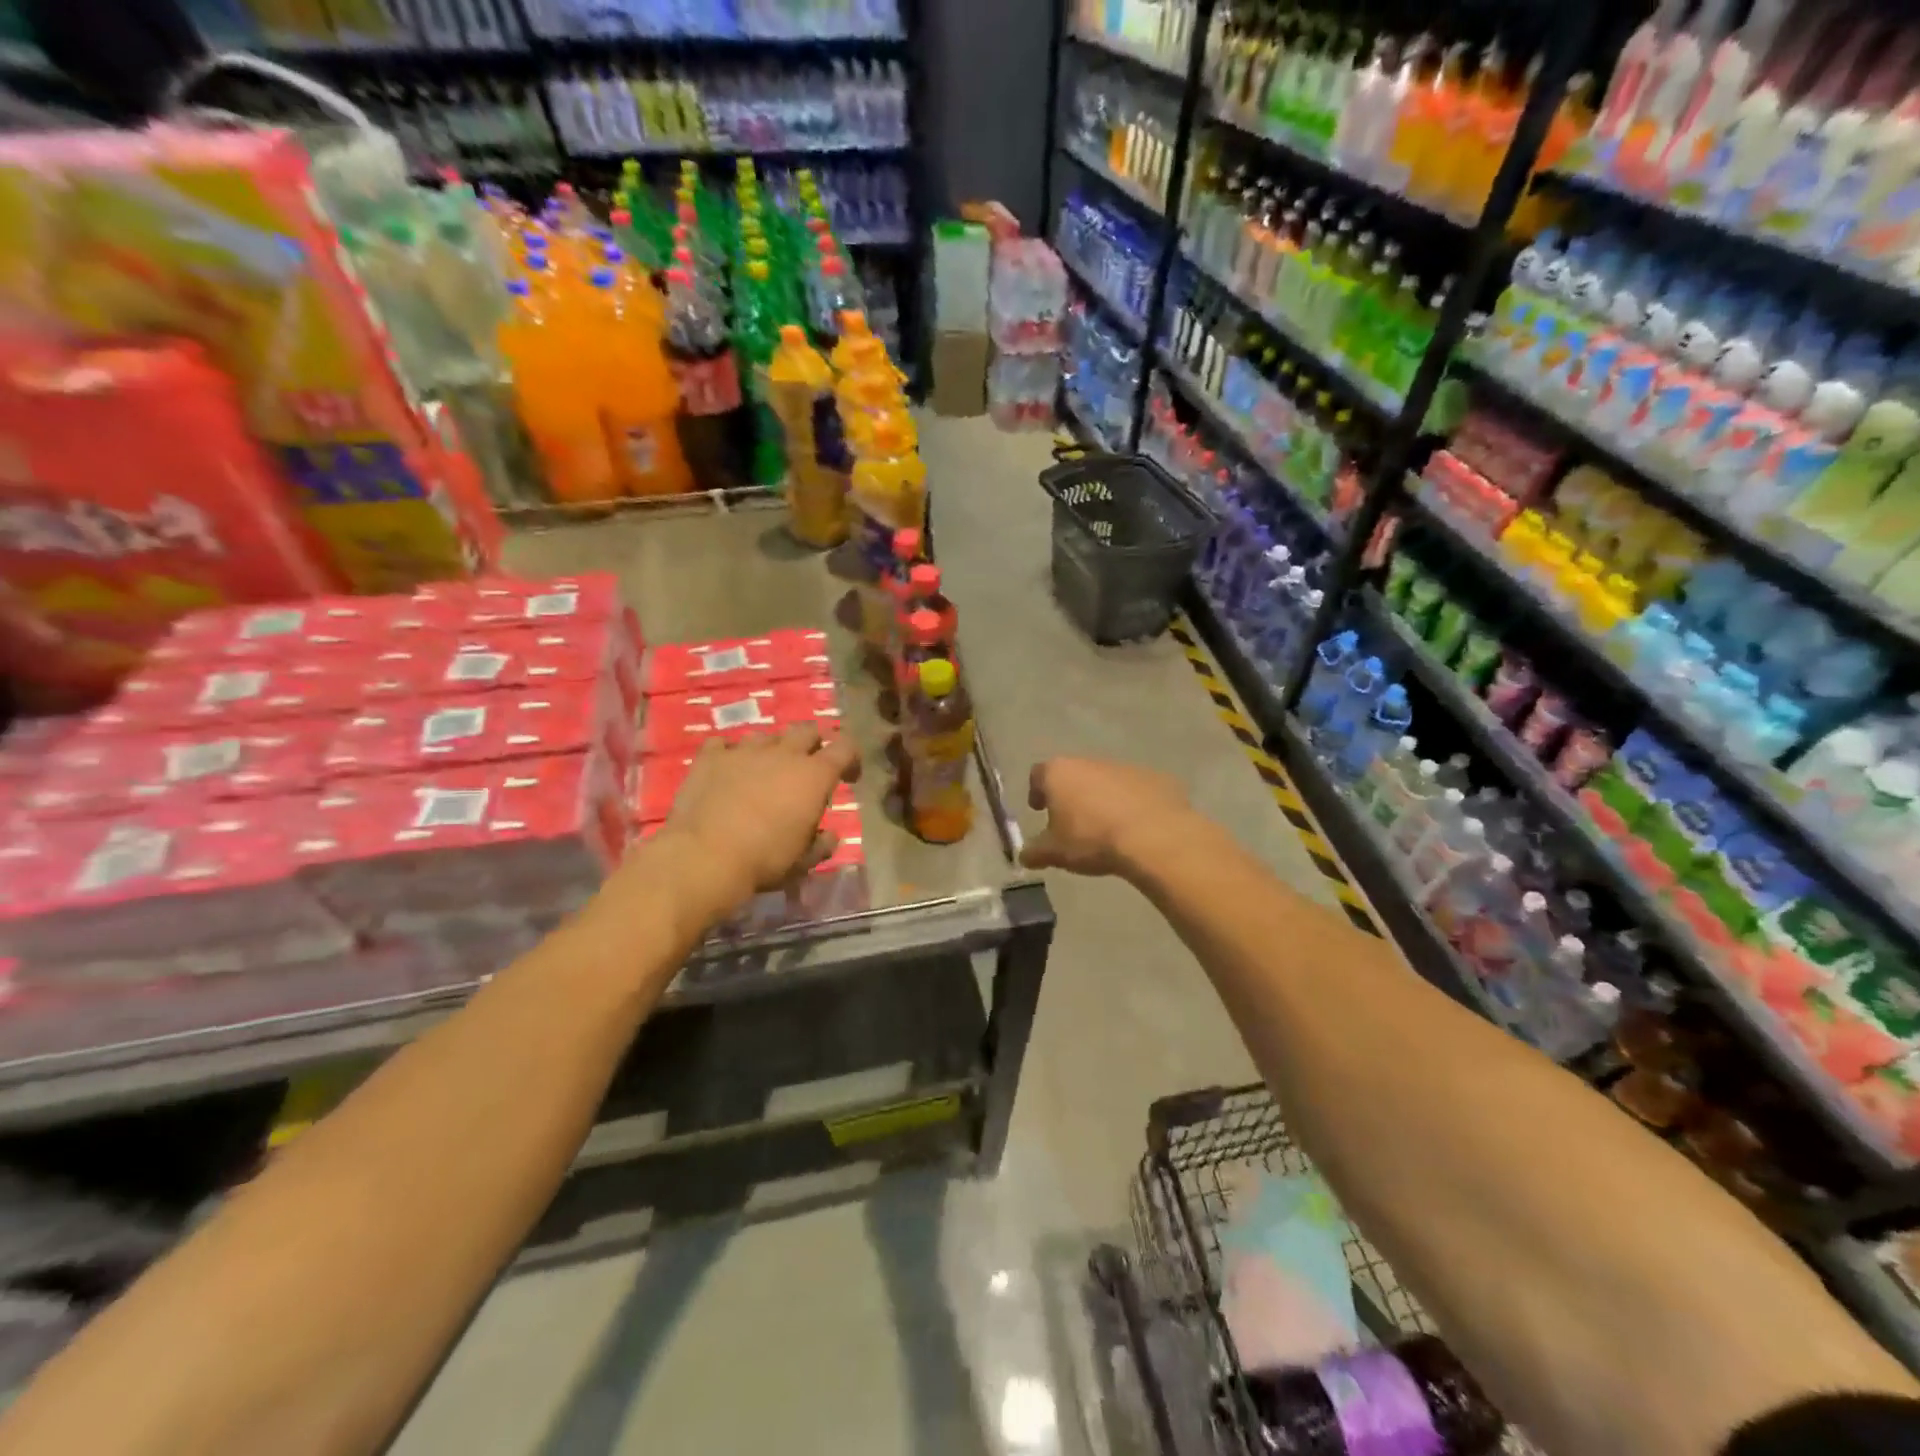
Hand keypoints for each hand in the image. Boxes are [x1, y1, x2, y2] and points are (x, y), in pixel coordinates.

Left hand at [656, 727, 861, 916]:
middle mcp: (783, 753)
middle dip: (813, 746)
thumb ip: (822, 845)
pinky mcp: (710, 757)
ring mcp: (744, 750)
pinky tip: (728, 771)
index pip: (845, 747)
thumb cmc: (764, 860)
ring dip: (772, 751)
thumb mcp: (804, 862)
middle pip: (807, 731)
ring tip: (764, 773)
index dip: (851, 759)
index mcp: (814, 775)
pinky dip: (730, 755)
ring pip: (766, 736)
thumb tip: (829, 836)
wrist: (703, 857)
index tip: (848, 778)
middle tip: (806, 771)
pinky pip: (725, 745)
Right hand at [1020, 757, 1199, 877]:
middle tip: (1072, 822)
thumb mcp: (1055, 852)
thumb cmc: (1092, 839)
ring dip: (1103, 798)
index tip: (1040, 809)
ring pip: (1106, 781)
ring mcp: (1125, 767)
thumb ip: (1035, 852)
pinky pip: (1136, 790)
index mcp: (1060, 773)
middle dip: (1071, 795)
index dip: (1037, 791)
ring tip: (1106, 828)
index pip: (1038, 774)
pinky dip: (1132, 803)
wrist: (1154, 837)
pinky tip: (1136, 827)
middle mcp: (1090, 762)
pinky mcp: (1155, 777)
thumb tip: (1024, 855)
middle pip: (1074, 775)